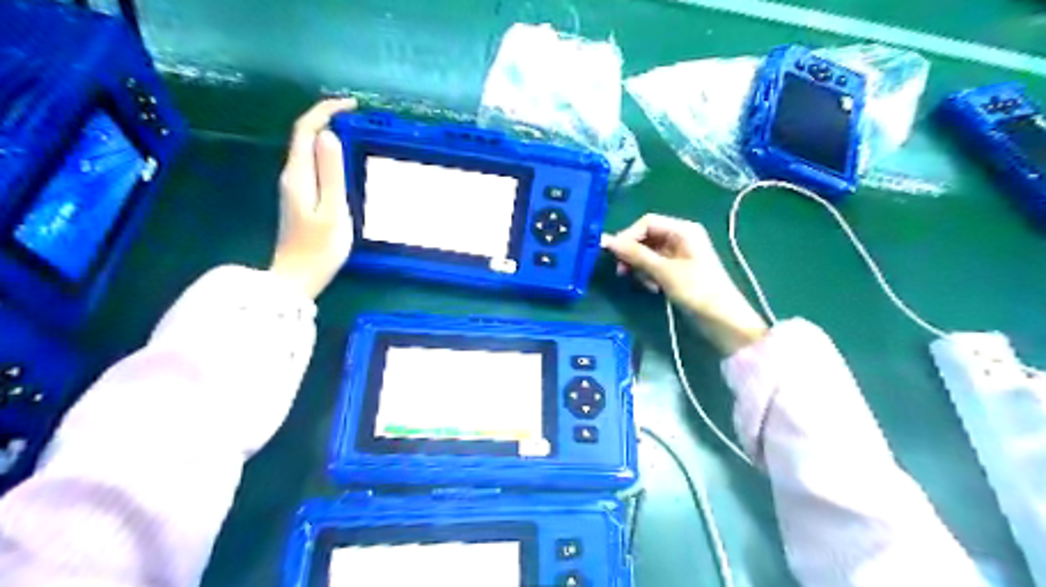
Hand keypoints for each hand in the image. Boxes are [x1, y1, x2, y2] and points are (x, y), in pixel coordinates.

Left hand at [266, 97, 356, 297]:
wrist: (297, 278)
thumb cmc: (319, 248)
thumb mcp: (332, 210)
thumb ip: (332, 173)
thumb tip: (330, 136)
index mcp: (298, 175)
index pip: (306, 130)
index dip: (326, 111)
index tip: (353, 106)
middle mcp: (292, 175)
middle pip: (305, 136)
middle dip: (329, 119)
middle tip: (360, 119)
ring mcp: (294, 187)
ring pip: (308, 150)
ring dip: (329, 136)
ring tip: (357, 135)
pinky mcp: (300, 198)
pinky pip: (313, 165)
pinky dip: (328, 155)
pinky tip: (345, 163)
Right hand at [597, 214, 765, 355]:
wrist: (723, 320)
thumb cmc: (697, 290)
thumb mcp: (664, 271)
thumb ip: (635, 255)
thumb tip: (607, 241)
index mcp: (683, 230)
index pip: (646, 223)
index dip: (628, 236)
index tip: (614, 255)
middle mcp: (680, 237)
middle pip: (646, 237)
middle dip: (633, 254)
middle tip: (623, 273)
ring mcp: (679, 255)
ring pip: (648, 253)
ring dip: (640, 267)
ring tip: (646, 284)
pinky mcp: (677, 270)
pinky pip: (654, 266)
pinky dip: (649, 275)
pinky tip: (653, 289)